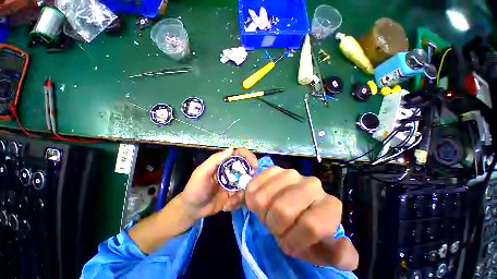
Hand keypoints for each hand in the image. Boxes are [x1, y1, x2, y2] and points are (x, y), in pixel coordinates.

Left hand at [179, 148, 257, 219]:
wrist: (192, 209)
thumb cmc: (195, 188)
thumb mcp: (202, 172)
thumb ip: (215, 160)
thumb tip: (232, 149)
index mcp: (223, 163)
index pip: (238, 154)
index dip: (247, 155)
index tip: (254, 163)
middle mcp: (230, 170)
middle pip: (245, 166)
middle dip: (251, 171)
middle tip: (251, 180)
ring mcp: (233, 182)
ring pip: (245, 181)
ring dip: (243, 189)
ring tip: (232, 198)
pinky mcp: (234, 193)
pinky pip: (242, 193)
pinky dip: (238, 199)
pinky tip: (228, 205)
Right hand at [245, 167, 357, 269]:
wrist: (292, 206)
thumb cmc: (307, 233)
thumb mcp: (323, 250)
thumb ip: (341, 257)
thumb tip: (343, 244)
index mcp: (330, 205)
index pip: (310, 226)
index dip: (294, 241)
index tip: (289, 244)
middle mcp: (311, 183)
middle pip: (283, 210)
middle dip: (275, 226)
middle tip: (278, 227)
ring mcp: (290, 173)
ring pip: (264, 198)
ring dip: (263, 213)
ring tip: (270, 213)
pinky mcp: (273, 169)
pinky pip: (254, 186)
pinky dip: (253, 199)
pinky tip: (264, 201)